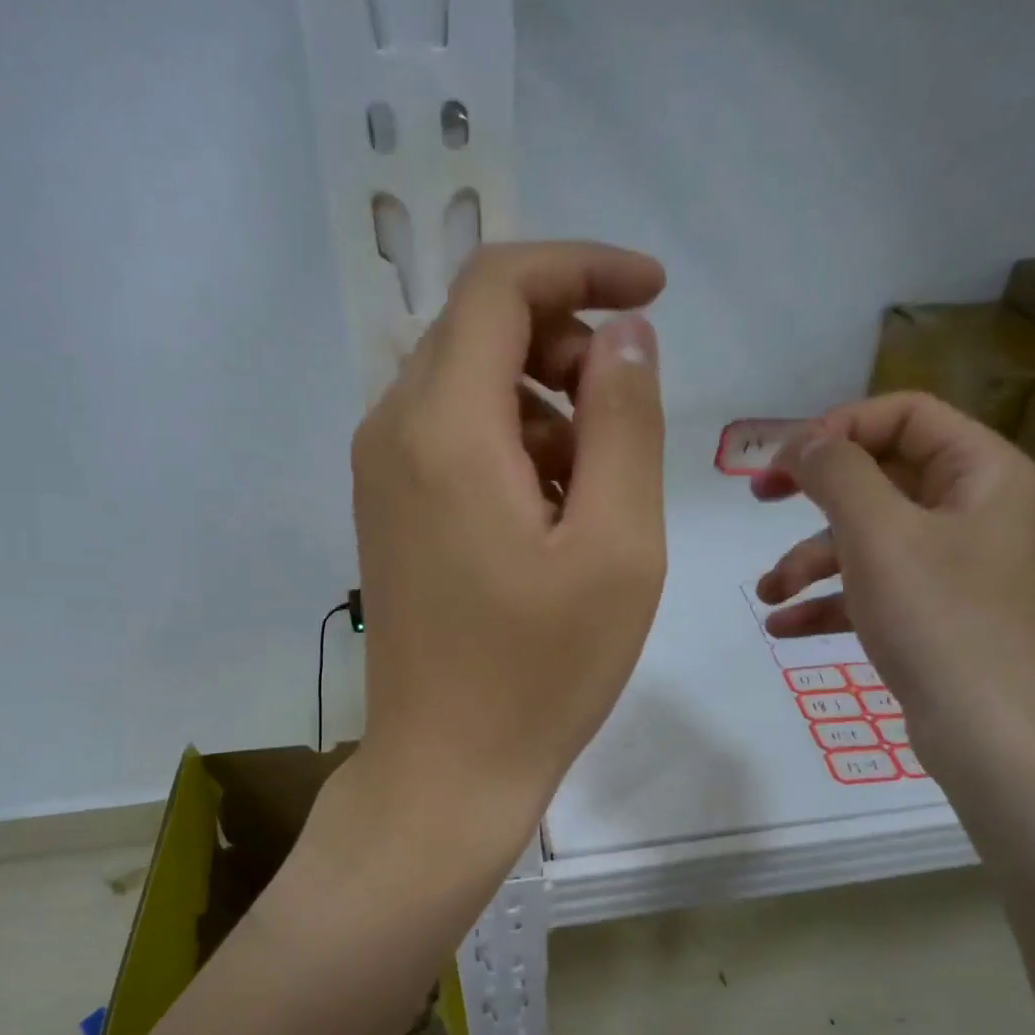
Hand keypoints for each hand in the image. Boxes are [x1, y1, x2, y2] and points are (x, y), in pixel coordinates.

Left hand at [342, 242, 668, 869]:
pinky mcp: (388, 513)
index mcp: (443, 427)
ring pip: (467, 385)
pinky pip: (450, 438)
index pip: (500, 284)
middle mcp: (393, 431)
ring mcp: (382, 476)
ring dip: (543, 402)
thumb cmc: (541, 671)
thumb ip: (623, 420)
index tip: (653, 292)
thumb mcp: (616, 544)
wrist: (448, 768)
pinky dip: (511, 445)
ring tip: (596, 485)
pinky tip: (551, 516)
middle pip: (479, 328)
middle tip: (627, 408)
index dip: (582, 267)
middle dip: (566, 340)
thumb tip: (621, 334)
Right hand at [752, 392, 1034, 780]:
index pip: (905, 415)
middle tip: (758, 497)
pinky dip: (828, 602)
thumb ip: (835, 473)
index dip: (838, 428)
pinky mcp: (933, 614)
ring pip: (869, 538)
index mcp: (980, 472)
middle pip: (881, 476)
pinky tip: (784, 627)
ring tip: (769, 594)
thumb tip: (801, 440)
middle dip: (815, 494)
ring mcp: (953, 566)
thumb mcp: (878, 535)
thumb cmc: (940, 619)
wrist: (993, 737)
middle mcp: (972, 510)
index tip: (783, 461)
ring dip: (810, 560)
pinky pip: (872, 589)